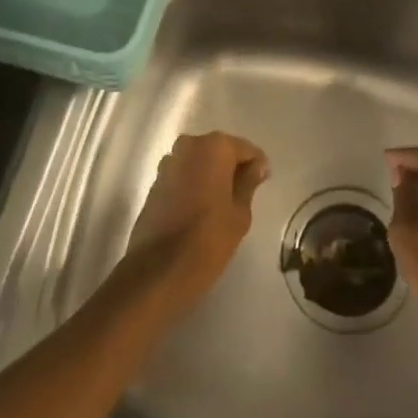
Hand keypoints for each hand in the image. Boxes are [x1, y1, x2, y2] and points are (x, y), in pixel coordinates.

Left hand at [124, 131, 268, 313]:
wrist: (157, 272)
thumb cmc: (207, 241)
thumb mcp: (239, 214)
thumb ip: (249, 183)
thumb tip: (257, 166)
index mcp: (214, 147)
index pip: (245, 149)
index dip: (256, 166)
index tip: (262, 185)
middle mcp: (189, 145)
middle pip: (220, 151)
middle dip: (232, 168)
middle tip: (244, 195)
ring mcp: (168, 163)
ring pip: (200, 162)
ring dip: (212, 176)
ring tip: (222, 204)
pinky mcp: (155, 182)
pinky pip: (184, 175)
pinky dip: (194, 184)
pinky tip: (201, 209)